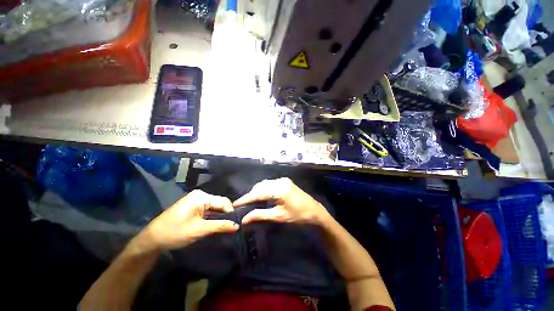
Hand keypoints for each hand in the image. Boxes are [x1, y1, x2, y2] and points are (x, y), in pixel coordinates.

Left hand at [143, 190, 238, 250]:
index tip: (235, 225)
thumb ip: (220, 226)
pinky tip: (215, 222)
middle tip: (231, 226)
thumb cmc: (175, 233)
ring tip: (225, 225)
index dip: (231, 213)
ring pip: (214, 205)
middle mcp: (200, 194)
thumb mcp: (199, 230)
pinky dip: (213, 215)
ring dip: (219, 215)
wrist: (152, 239)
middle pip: (219, 202)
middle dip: (225, 214)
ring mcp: (196, 198)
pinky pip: (208, 207)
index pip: (223, 202)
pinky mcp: (193, 204)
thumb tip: (237, 226)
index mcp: (201, 196)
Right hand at [233, 178, 330, 224]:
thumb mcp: (279, 216)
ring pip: (265, 184)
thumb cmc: (298, 216)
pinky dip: (264, 189)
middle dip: (251, 195)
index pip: (258, 193)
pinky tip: (262, 196)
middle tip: (243, 204)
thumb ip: (260, 215)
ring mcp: (283, 180)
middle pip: (260, 186)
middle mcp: (280, 181)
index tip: (235, 204)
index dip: (246, 198)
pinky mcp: (285, 181)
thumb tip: (244, 219)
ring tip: (251, 201)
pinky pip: (270, 183)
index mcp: (279, 190)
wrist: (314, 211)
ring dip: (257, 191)